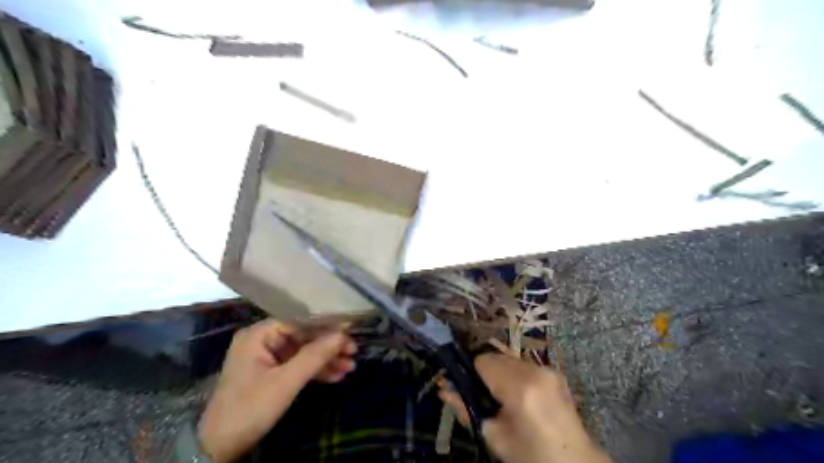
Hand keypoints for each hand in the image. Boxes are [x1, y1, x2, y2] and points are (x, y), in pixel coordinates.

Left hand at [199, 321, 357, 459]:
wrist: (219, 448)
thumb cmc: (250, 409)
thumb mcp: (285, 382)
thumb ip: (314, 356)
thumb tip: (343, 335)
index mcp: (259, 334)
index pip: (300, 322)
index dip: (327, 327)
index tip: (351, 332)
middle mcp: (262, 340)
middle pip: (303, 337)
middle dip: (329, 347)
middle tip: (354, 352)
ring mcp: (266, 357)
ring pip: (303, 352)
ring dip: (326, 360)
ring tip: (350, 367)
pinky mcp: (271, 373)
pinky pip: (297, 366)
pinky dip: (315, 371)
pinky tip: (336, 376)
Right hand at [441, 355, 607, 461]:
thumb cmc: (531, 455)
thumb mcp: (494, 437)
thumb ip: (465, 409)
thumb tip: (443, 388)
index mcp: (520, 387)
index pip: (483, 360)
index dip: (473, 374)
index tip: (471, 390)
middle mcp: (535, 370)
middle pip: (496, 356)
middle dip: (488, 373)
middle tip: (488, 399)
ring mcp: (548, 369)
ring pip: (510, 358)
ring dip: (502, 373)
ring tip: (506, 399)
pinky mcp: (555, 371)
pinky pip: (525, 364)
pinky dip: (517, 375)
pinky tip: (522, 396)